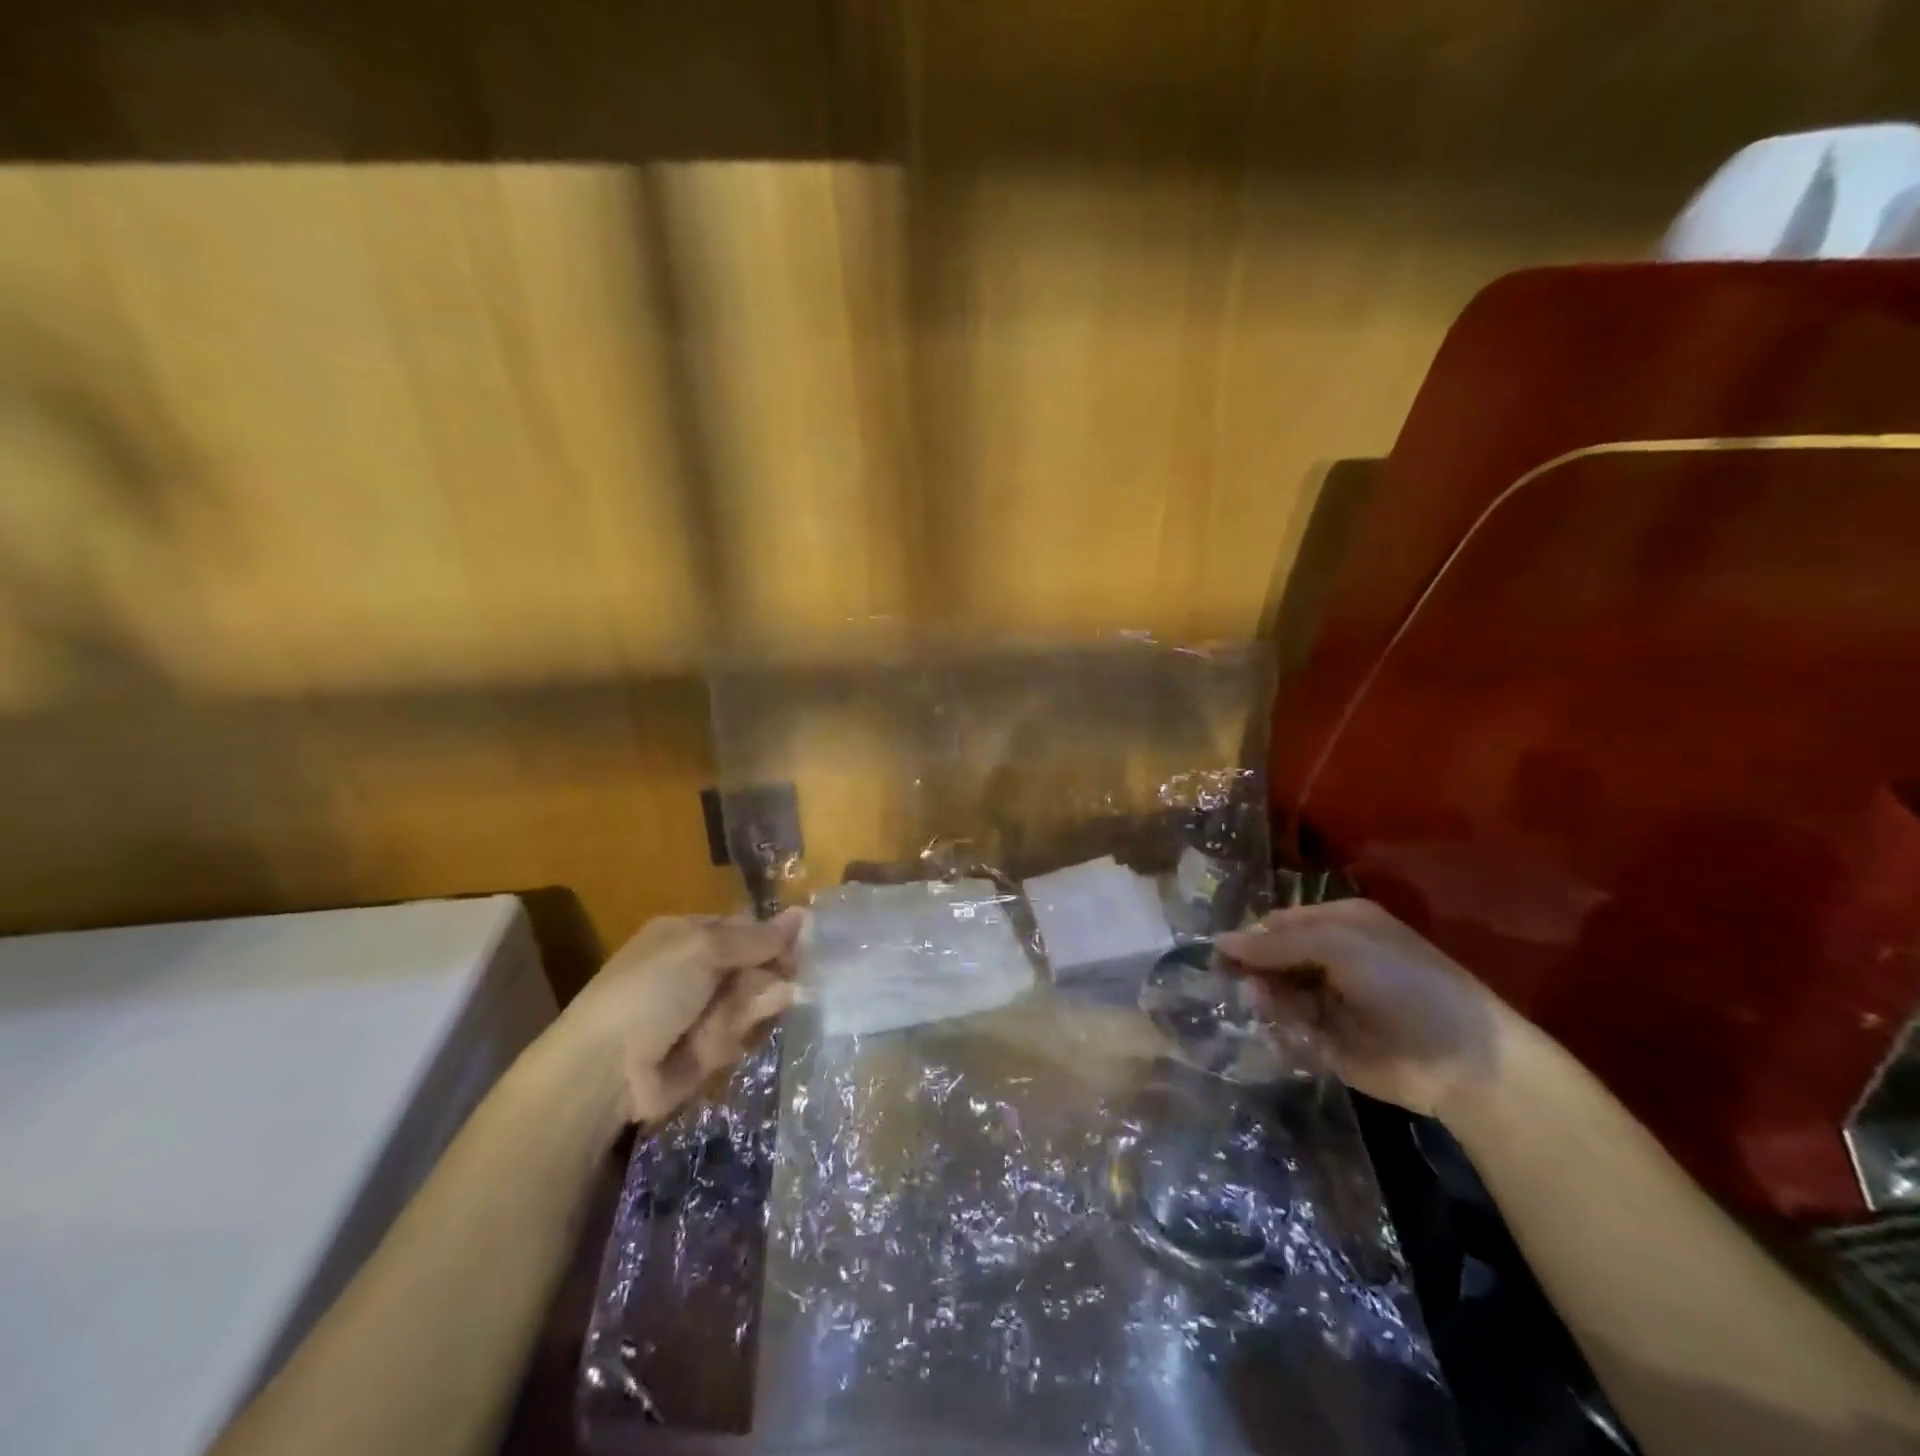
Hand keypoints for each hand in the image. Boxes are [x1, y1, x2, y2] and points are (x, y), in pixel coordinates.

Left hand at [554, 910, 803, 1125]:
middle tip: (778, 983)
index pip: (746, 928)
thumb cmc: (650, 991)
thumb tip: (803, 914)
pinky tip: (713, 1044)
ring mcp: (702, 1011)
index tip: (802, 945)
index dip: (774, 936)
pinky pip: (741, 1035)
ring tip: (723, 1022)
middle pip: (756, 964)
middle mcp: (696, 969)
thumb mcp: (702, 949)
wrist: (606, 1071)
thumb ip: (756, 937)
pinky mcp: (707, 1050)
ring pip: (753, 1000)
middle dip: (768, 974)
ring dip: (749, 1008)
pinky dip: (733, 1037)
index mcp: (687, 935)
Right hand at [1215, 899, 1508, 1120]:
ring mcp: (1328, 1002)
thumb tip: (1219, 941)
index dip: (1249, 937)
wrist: (1462, 1060)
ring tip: (1272, 1008)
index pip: (1277, 924)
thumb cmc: (1402, 983)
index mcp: (1337, 926)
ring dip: (1268, 1001)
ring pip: (1275, 995)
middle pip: (1271, 959)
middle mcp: (1330, 960)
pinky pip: (1289, 1030)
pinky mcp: (1328, 1042)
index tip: (1220, 954)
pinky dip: (1285, 1031)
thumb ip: (1277, 943)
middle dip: (1254, 971)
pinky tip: (1298, 1033)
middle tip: (1235, 983)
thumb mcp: (1338, 946)